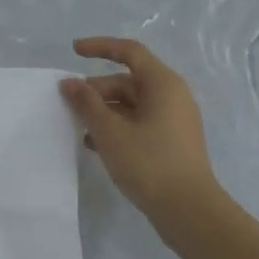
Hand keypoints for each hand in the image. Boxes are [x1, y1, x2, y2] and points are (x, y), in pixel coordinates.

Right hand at [61, 37, 218, 220]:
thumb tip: (69, 83)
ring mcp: (174, 120)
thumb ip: (87, 103)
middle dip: (97, 90)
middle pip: (128, 80)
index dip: (100, 47)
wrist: (189, 211)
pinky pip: (139, 123)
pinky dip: (117, 127)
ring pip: (132, 104)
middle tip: (70, 105)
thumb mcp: (110, 131)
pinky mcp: (172, 142)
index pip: (129, 52)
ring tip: (80, 129)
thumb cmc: (149, 162)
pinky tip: (96, 146)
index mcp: (163, 84)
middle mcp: (172, 96)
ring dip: (104, 112)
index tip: (74, 52)